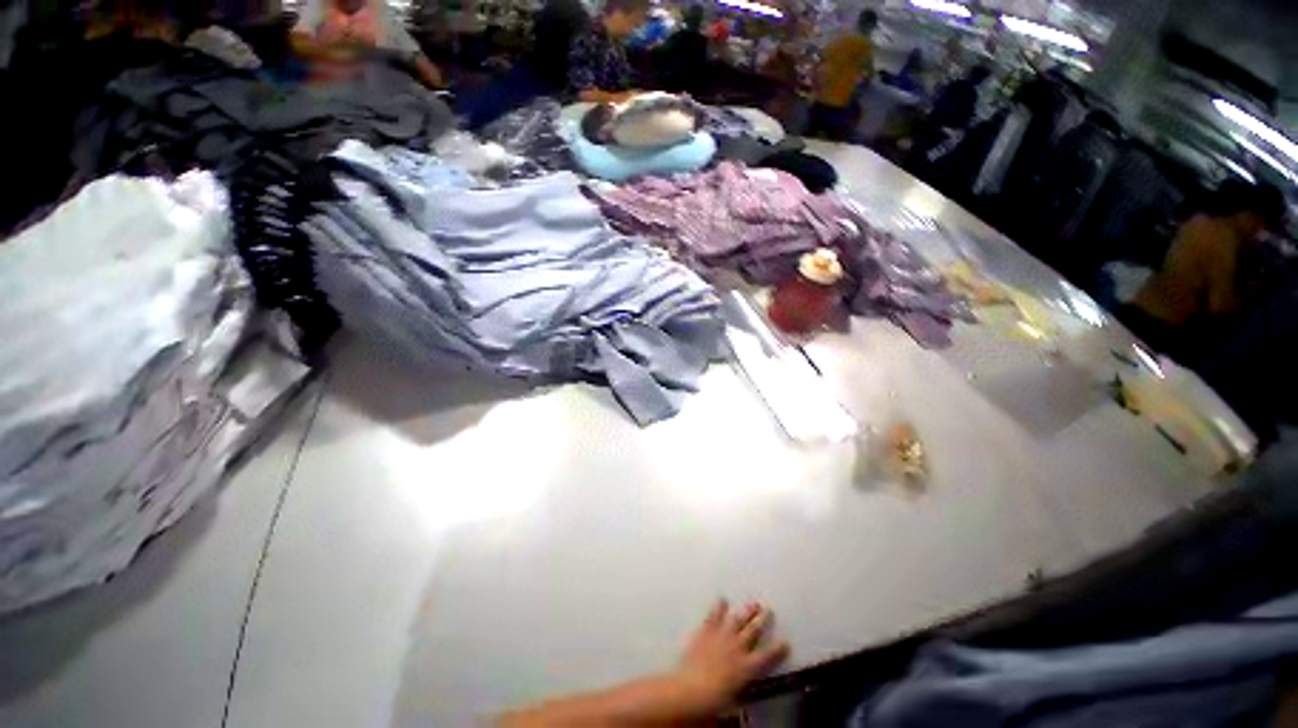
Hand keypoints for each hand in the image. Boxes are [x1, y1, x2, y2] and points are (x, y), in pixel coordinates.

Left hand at [672, 601, 789, 712]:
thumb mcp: (735, 698)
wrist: (693, 688)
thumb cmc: (715, 700)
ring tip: (753, 603)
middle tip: (768, 609)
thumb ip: (742, 688)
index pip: (767, 656)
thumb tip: (745, 691)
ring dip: (746, 611)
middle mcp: (738, 647)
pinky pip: (713, 616)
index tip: (785, 641)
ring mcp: (722, 636)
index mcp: (747, 667)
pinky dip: (718, 607)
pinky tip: (721, 600)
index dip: (777, 649)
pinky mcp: (707, 631)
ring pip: (737, 620)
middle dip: (762, 619)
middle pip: (753, 630)